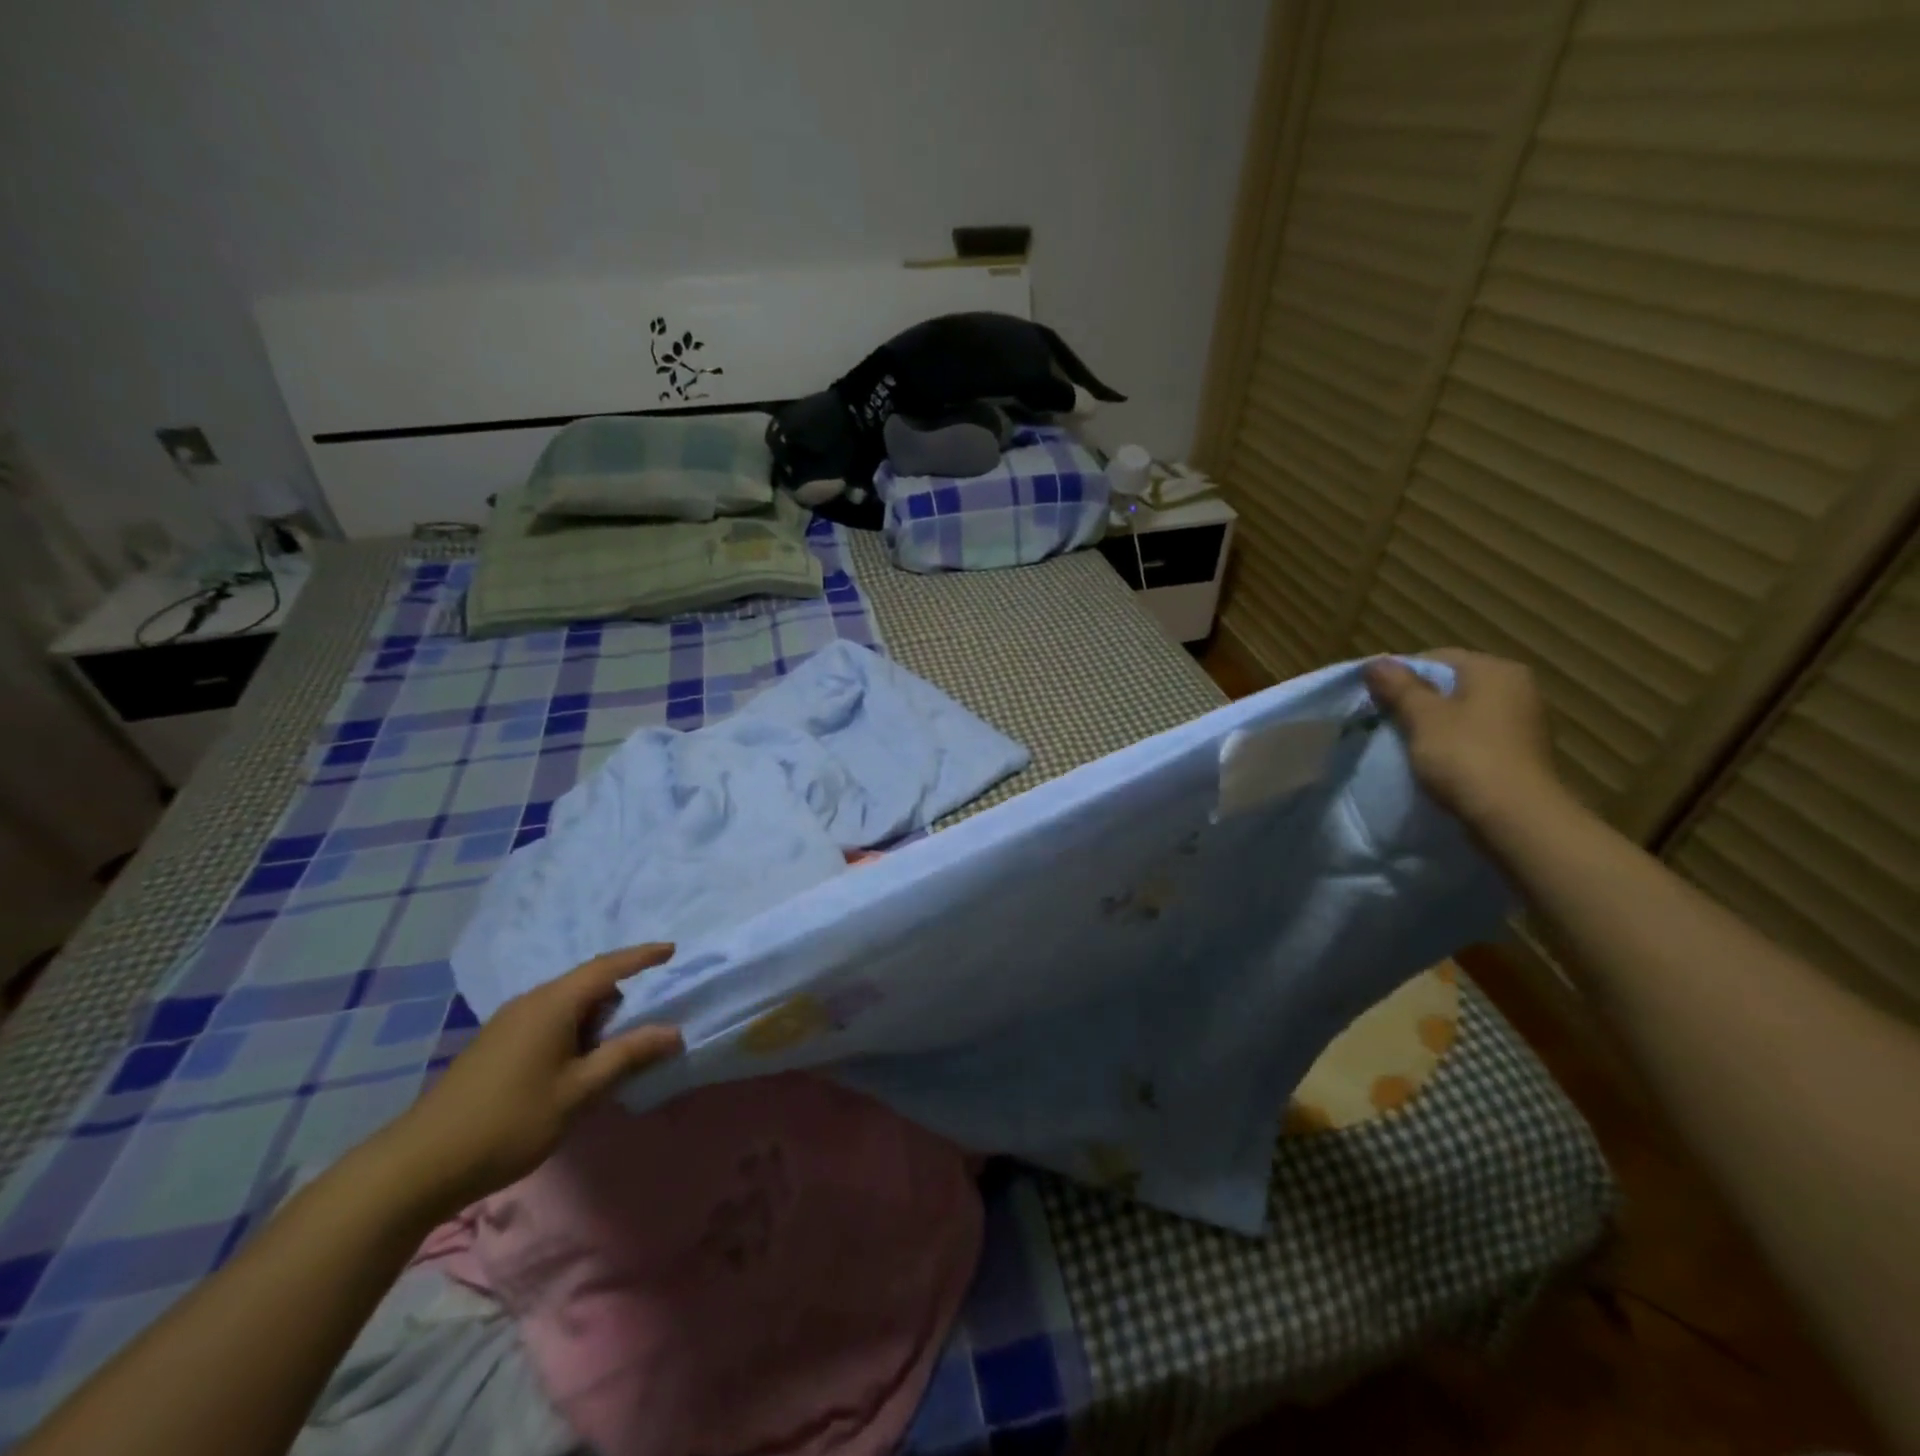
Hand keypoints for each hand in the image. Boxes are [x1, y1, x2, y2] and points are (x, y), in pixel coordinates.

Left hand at [390, 945, 682, 1211]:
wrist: (418, 1166)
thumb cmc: (509, 1122)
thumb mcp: (578, 1092)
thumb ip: (627, 1056)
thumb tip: (673, 1031)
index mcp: (553, 1004)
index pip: (607, 967)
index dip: (642, 957)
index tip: (672, 950)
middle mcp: (531, 1003)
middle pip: (588, 984)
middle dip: (623, 994)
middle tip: (653, 1012)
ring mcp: (509, 1023)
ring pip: (567, 1004)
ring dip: (598, 1017)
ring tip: (622, 1043)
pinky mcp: (497, 1046)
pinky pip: (550, 1021)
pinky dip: (576, 1030)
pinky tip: (581, 1061)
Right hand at [1363, 649, 1572, 833]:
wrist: (1516, 817)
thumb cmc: (1466, 756)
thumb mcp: (1422, 717)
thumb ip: (1399, 687)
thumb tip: (1376, 662)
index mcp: (1495, 670)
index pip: (1437, 659)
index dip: (1400, 676)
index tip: (1375, 699)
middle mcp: (1517, 687)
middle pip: (1452, 685)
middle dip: (1418, 701)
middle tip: (1385, 721)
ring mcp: (1524, 721)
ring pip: (1464, 712)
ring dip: (1435, 724)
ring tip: (1406, 743)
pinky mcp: (1522, 752)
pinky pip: (1478, 737)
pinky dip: (1455, 744)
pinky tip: (1436, 762)